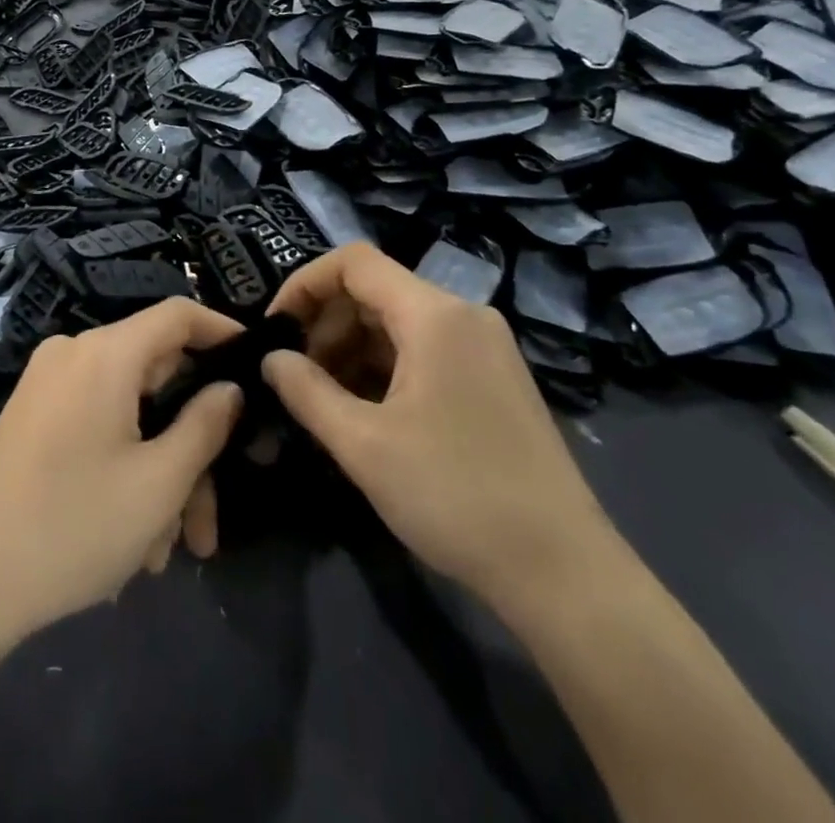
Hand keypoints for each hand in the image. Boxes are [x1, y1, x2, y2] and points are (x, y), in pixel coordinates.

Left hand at [0, 298, 244, 643]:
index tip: (258, 368)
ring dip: (159, 473)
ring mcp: (47, 387)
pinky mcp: (32, 419)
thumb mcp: (158, 483)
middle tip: (209, 517)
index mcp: (104, 353)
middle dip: (191, 444)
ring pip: (130, 414)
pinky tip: (132, 539)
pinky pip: (97, 427)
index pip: (178, 314)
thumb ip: (206, 426)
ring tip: (167, 550)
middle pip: (157, 378)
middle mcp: (74, 355)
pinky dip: (124, 468)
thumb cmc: (71, 527)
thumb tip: (229, 389)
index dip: (223, 332)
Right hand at [263, 244, 617, 616]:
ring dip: (352, 349)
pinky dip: (385, 368)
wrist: (563, 572)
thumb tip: (271, 359)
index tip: (275, 328)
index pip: (354, 262)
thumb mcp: (364, 445)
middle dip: (326, 324)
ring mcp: (484, 347)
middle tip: (295, 374)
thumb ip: (306, 391)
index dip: (305, 284)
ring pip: (399, 323)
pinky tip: (365, 411)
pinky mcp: (493, 378)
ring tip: (323, 398)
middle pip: (376, 291)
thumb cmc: (455, 496)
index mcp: (435, 314)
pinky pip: (425, 351)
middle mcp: (463, 315)